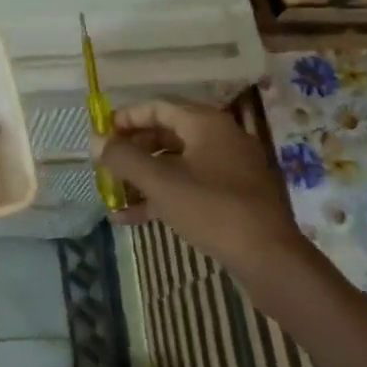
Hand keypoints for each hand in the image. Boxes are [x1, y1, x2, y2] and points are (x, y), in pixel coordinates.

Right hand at [94, 97, 307, 280]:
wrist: (270, 259)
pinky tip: (131, 218)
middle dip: (132, 150)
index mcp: (206, 123)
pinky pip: (189, 187)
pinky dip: (161, 197)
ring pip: (176, 164)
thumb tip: (96, 141)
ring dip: (142, 177)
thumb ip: (124, 158)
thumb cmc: (212, 209)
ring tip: (112, 193)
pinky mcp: (232, 198)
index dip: (125, 118)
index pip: (157, 107)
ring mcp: (228, 169)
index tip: (101, 134)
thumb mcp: (160, 182)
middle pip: (166, 135)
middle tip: (105, 165)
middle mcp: (220, 138)